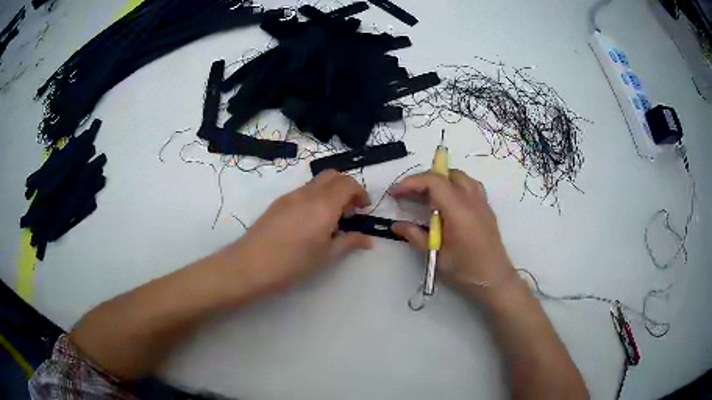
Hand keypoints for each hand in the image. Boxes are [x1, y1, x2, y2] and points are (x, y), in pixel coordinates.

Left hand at [224, 170, 372, 298]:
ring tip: (330, 219)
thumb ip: (349, 242)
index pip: (348, 183)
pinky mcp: (278, 202)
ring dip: (330, 192)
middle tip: (349, 210)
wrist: (251, 264)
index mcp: (324, 204)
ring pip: (317, 182)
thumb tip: (368, 240)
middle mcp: (308, 193)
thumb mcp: (327, 256)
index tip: (363, 209)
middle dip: (346, 187)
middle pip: (333, 175)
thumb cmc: (293, 263)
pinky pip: (303, 191)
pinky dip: (315, 197)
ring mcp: (290, 195)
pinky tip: (309, 221)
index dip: (360, 192)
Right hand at [390, 170, 515, 300]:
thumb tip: (397, 225)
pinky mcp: (486, 209)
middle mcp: (472, 200)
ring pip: (460, 177)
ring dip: (440, 180)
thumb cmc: (465, 270)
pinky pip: (470, 186)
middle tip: (407, 195)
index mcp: (459, 210)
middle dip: (423, 180)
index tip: (395, 192)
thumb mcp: (436, 255)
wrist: (495, 280)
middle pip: (446, 175)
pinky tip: (448, 202)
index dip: (412, 182)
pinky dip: (454, 186)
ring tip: (427, 196)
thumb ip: (416, 236)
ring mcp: (481, 202)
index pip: (434, 181)